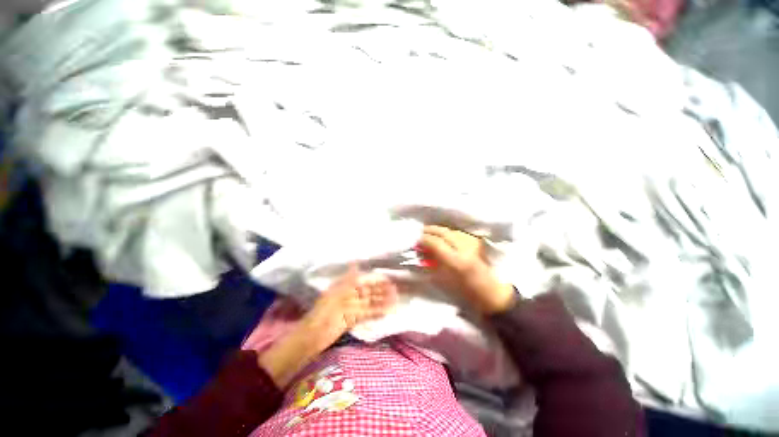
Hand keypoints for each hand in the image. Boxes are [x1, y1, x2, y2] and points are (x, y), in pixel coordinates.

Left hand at [300, 265, 397, 349]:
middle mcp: (350, 296)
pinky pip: (367, 314)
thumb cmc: (324, 310)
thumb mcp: (336, 291)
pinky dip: (377, 312)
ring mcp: (353, 308)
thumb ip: (348, 278)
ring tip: (395, 300)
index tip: (389, 280)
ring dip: (382, 301)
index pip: (365, 281)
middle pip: (370, 292)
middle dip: (382, 291)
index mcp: (346, 287)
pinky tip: (386, 311)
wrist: (314, 333)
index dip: (376, 281)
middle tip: (396, 291)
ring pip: (371, 303)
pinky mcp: (353, 320)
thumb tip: (355, 263)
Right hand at [419, 225, 514, 314]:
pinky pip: (458, 232)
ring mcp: (473, 244)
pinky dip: (448, 232)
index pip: (436, 242)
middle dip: (429, 230)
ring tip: (429, 232)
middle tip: (419, 232)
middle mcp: (465, 249)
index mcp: (456, 261)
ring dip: (438, 229)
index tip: (415, 239)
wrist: (489, 292)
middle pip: (443, 232)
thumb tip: (421, 250)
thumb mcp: (443, 279)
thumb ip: (431, 262)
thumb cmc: (464, 292)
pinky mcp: (477, 242)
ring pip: (451, 230)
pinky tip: (442, 235)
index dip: (423, 239)